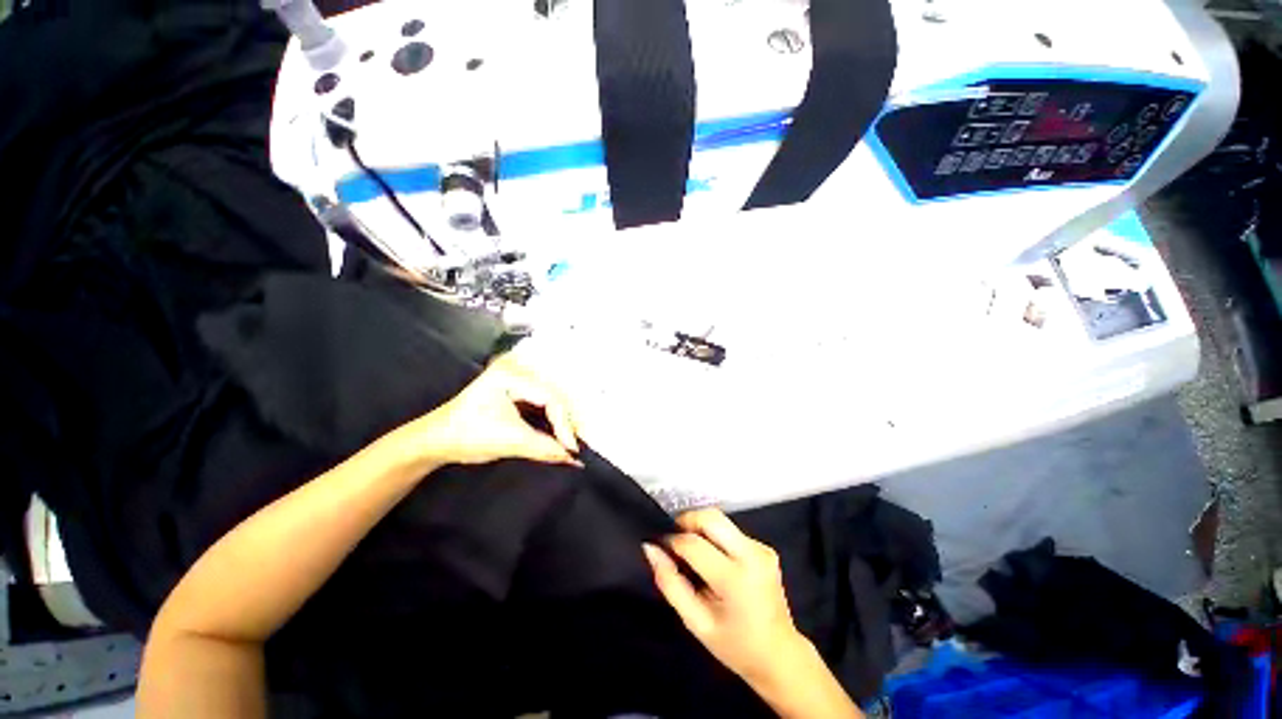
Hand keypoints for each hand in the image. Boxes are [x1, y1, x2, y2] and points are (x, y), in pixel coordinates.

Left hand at [411, 354, 581, 467]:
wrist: (437, 439)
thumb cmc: (466, 436)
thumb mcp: (508, 441)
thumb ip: (544, 448)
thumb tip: (575, 459)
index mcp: (510, 374)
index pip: (550, 397)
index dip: (564, 424)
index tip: (572, 449)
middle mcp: (518, 368)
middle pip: (555, 395)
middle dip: (567, 421)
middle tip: (575, 445)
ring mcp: (518, 376)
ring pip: (553, 397)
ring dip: (564, 419)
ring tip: (572, 439)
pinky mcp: (519, 386)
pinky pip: (545, 400)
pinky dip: (554, 417)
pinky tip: (561, 430)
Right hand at [643, 509, 807, 685]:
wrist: (780, 655)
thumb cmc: (734, 645)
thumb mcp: (696, 622)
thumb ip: (670, 583)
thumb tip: (651, 549)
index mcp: (735, 580)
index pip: (694, 544)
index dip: (672, 541)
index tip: (661, 547)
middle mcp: (752, 555)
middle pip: (711, 517)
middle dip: (687, 520)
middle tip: (674, 539)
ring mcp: (761, 548)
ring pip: (720, 520)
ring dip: (700, 528)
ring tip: (691, 552)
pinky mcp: (765, 547)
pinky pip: (731, 530)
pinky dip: (715, 537)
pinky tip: (713, 560)